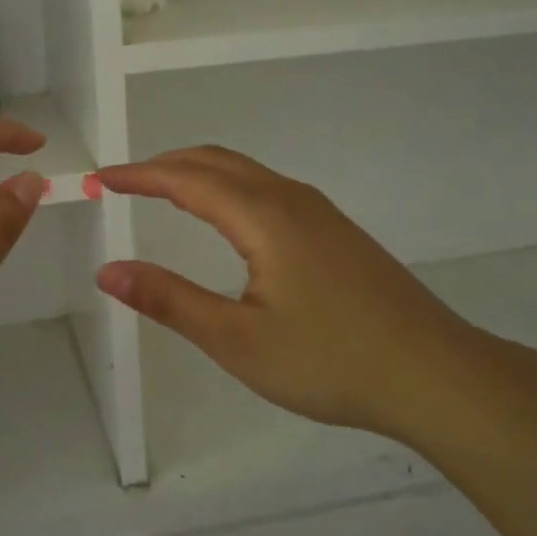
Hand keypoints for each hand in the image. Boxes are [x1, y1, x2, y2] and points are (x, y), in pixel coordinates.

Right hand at [96, 147, 498, 439]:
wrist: (435, 374)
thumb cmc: (330, 360)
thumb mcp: (237, 340)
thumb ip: (169, 301)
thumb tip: (108, 271)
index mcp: (263, 216)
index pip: (186, 178)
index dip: (140, 175)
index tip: (101, 178)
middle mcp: (290, 199)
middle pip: (217, 161)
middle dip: (166, 164)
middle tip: (125, 182)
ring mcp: (319, 212)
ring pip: (246, 172)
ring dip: (199, 172)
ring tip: (164, 192)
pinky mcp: (336, 231)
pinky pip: (268, 188)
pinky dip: (228, 187)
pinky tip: (227, 219)